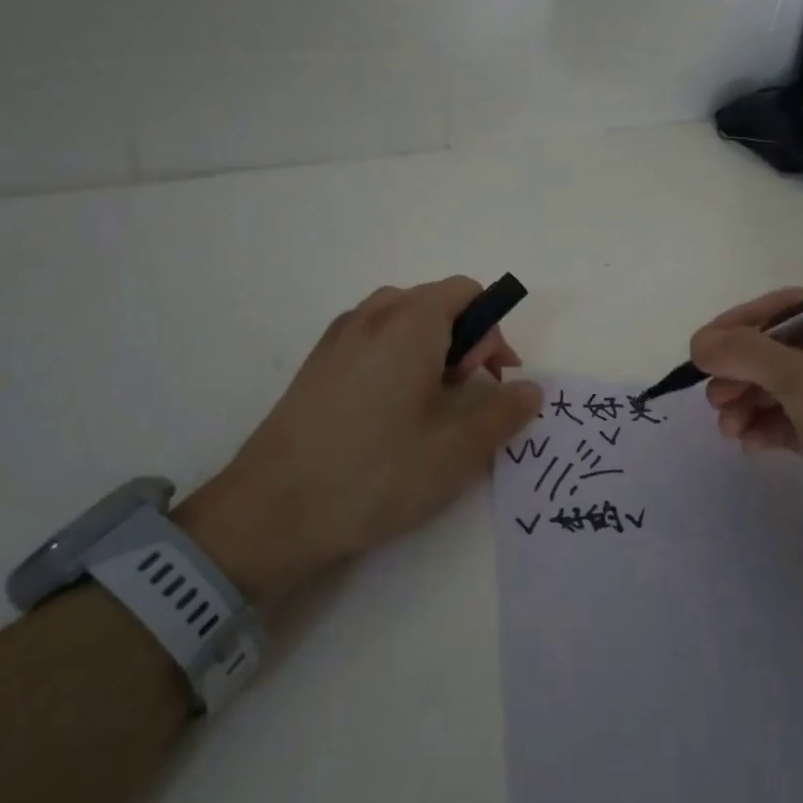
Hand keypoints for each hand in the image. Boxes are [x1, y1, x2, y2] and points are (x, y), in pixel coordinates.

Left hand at [177, 277, 540, 602]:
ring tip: (429, 404)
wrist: (272, 510)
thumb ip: (504, 412)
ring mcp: (337, 337)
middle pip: (435, 303)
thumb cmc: (376, 472)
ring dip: (430, 349)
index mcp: (410, 322)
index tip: (492, 379)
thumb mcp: (457, 449)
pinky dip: (396, 359)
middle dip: (464, 340)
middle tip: (465, 395)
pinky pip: (370, 340)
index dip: (492, 330)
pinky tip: (388, 414)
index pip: (467, 291)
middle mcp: (372, 315)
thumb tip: (530, 389)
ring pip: (401, 321)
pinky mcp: (316, 364)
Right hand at [688, 291, 802, 581]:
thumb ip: (749, 354)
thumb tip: (700, 342)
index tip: (703, 348)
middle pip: (788, 349)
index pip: (795, 308)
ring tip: (726, 427)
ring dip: (752, 402)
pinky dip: (771, 428)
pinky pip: (800, 421)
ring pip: (790, 388)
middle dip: (745, 371)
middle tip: (712, 396)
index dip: (744, 323)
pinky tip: (750, 445)